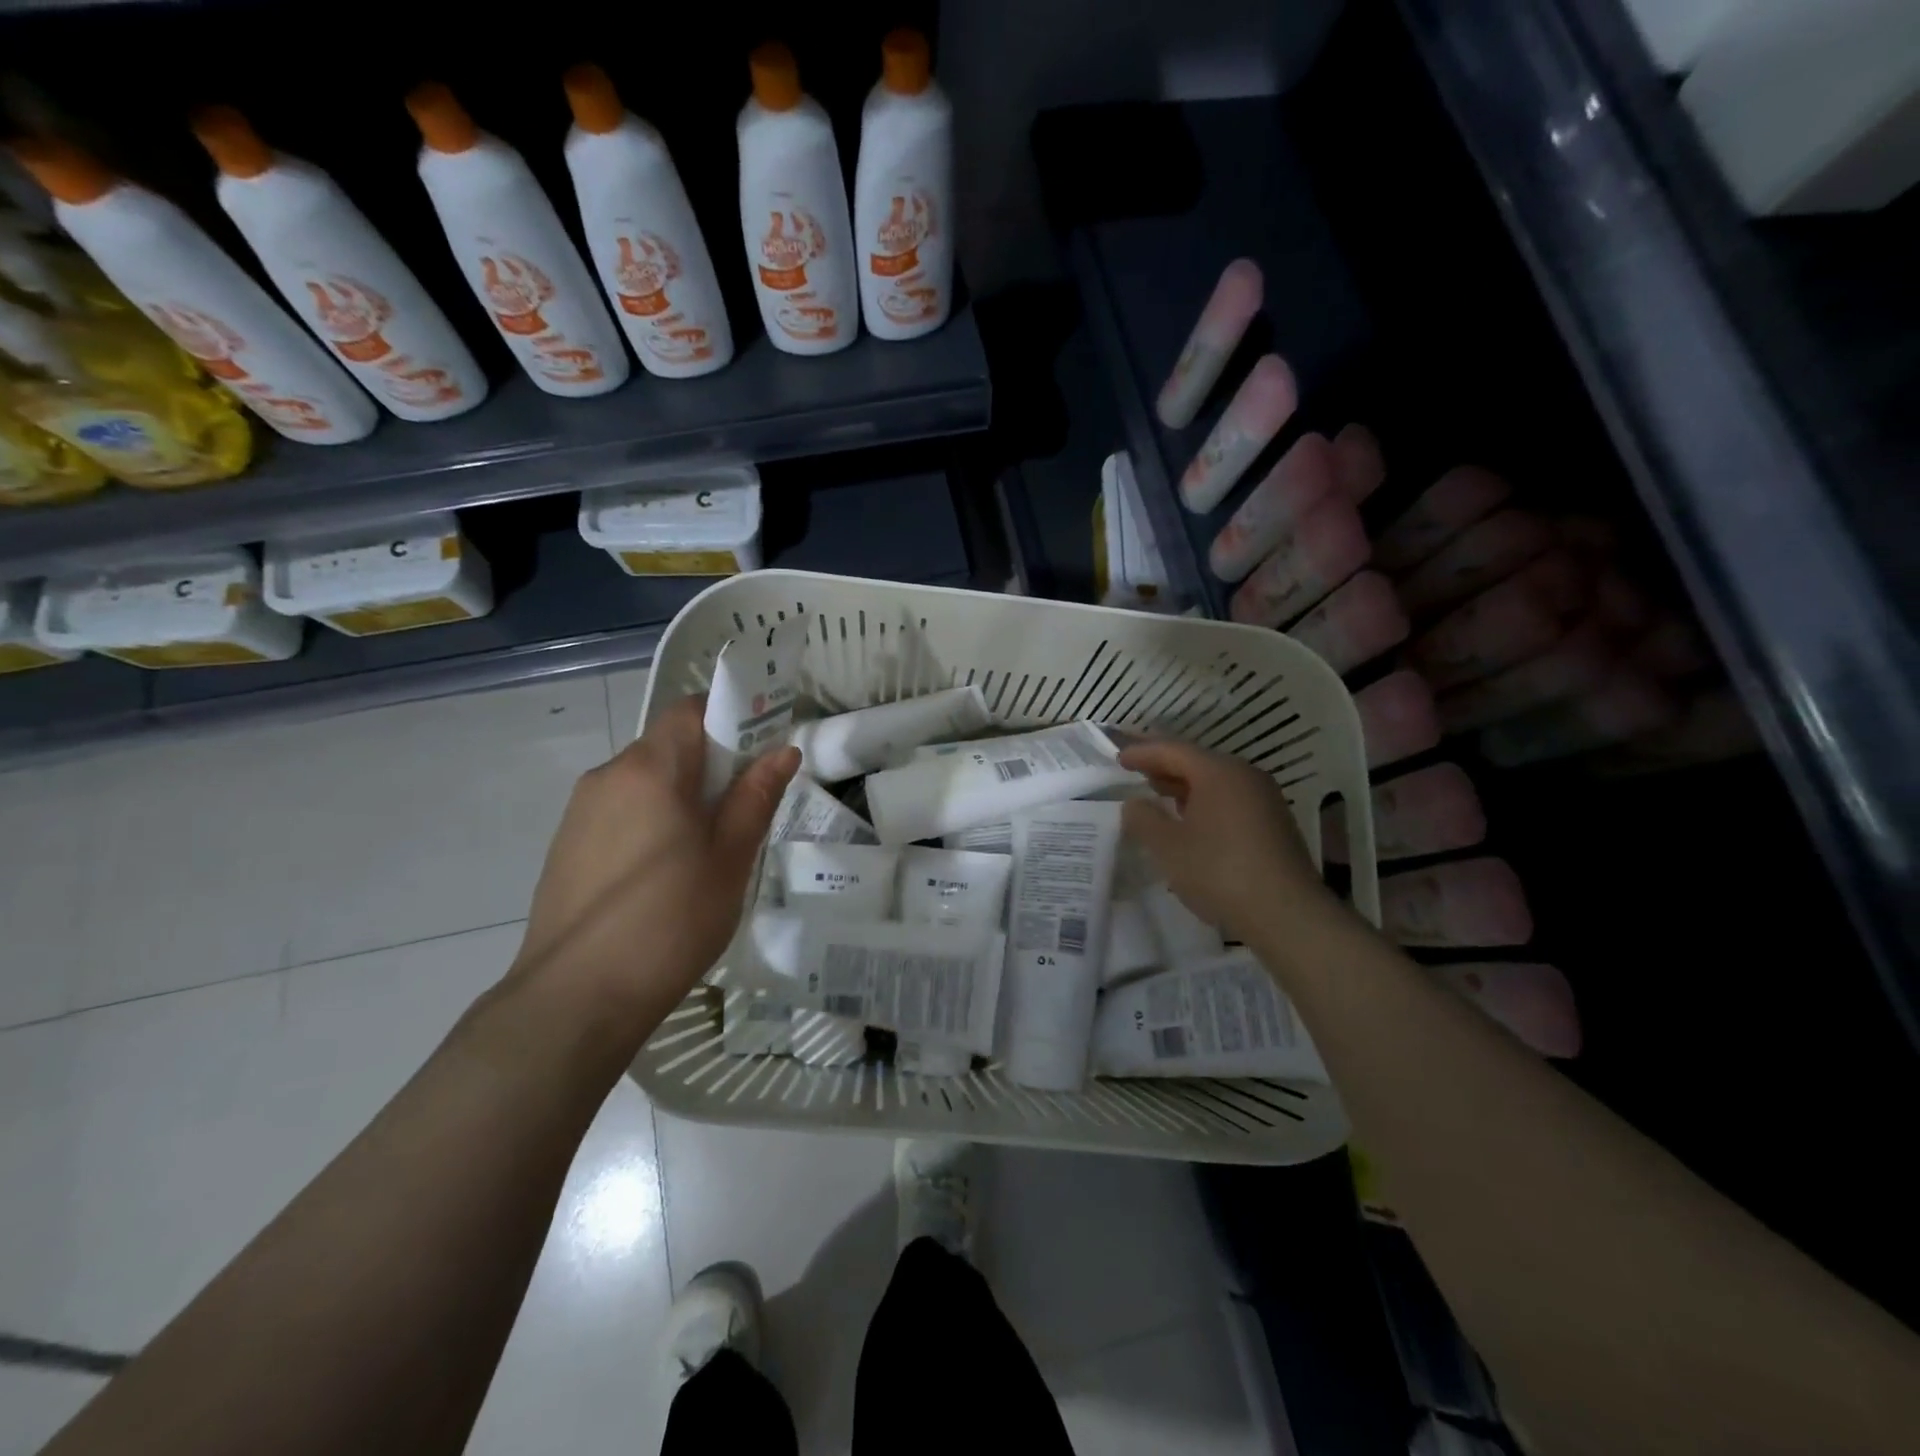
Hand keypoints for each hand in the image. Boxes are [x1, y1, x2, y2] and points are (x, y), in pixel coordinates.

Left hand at [511, 694, 799, 1037]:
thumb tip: (783, 750)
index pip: (690, 710)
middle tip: (741, 813)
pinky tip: (663, 875)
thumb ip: (756, 797)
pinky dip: (651, 822)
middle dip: (711, 765)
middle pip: (668, 746)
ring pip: (645, 782)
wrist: (576, 999)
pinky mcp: (567, 845)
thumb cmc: (670, 921)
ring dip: (680, 797)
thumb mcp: (730, 858)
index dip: (730, 719)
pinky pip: (621, 812)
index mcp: (650, 769)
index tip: (758, 755)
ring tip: (704, 852)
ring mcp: (580, 811)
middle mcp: (608, 775)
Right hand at [1118, 738, 1333, 942]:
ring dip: (1184, 785)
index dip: (1143, 752)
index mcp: (1219, 772)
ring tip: (1158, 793)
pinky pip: (1229, 800)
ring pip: (1215, 782)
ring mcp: (1264, 799)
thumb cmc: (1219, 871)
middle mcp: (1245, 776)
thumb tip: (1134, 804)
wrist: (1286, 914)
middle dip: (1164, 765)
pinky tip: (1191, 820)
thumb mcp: (1168, 846)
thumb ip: (1144, 819)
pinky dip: (1204, 802)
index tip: (1119, 758)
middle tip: (1136, 768)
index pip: (1173, 750)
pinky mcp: (1273, 823)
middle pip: (1197, 761)